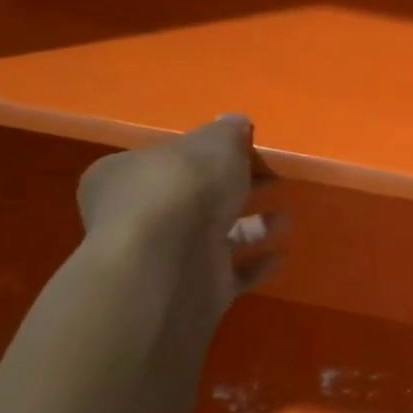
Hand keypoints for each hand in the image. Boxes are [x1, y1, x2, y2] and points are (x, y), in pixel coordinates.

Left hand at [76, 116, 285, 317]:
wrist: (168, 266)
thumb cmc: (183, 189)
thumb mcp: (213, 144)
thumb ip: (228, 133)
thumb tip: (235, 122)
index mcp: (127, 175)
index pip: (168, 160)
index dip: (205, 155)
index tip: (244, 152)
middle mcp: (142, 217)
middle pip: (196, 198)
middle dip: (235, 190)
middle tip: (273, 179)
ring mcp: (169, 257)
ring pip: (217, 237)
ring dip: (253, 227)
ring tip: (285, 218)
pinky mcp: (196, 290)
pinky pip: (233, 275)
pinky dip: (257, 265)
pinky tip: (281, 254)